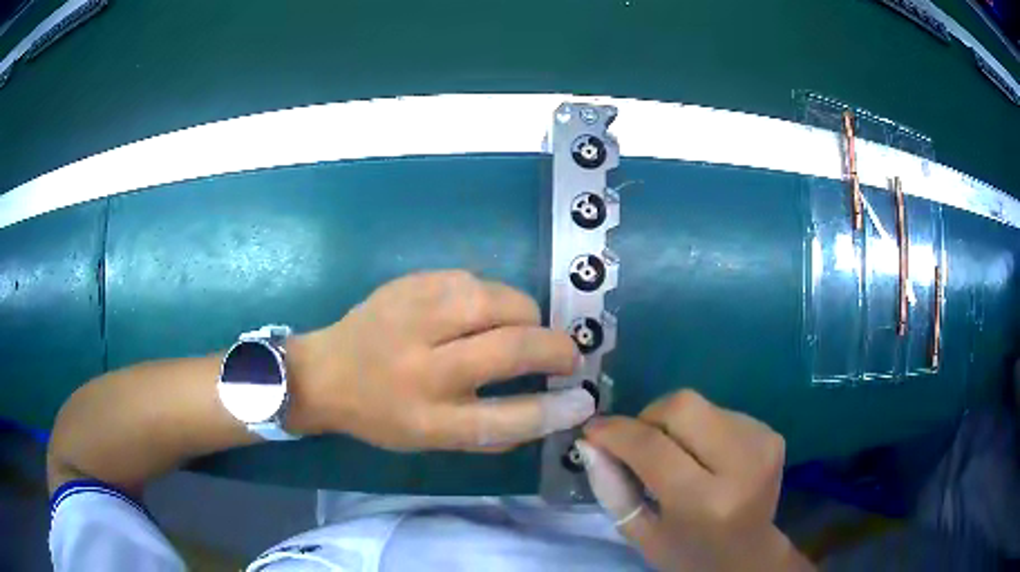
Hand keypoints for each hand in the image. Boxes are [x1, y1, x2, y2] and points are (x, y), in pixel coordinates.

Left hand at [286, 270, 594, 450]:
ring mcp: (413, 317)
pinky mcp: (408, 284)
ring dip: (525, 315)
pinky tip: (480, 312)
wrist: (325, 371)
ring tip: (520, 329)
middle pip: (512, 347)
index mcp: (428, 419)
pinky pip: (472, 280)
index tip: (584, 399)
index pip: (508, 419)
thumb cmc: (380, 415)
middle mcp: (422, 368)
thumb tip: (548, 413)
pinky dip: (491, 297)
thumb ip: (489, 433)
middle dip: (556, 348)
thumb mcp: (430, 441)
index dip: (556, 410)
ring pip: (498, 300)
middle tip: (565, 355)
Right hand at [578, 390, 813, 571]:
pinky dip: (700, 428)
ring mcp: (762, 444)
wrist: (749, 556)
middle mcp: (741, 465)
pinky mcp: (772, 434)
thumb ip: (612, 489)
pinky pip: (720, 412)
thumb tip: (591, 442)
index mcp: (705, 502)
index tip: (593, 430)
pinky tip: (703, 457)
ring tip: (675, 456)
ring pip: (701, 405)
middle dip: (648, 418)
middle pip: (682, 407)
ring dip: (675, 424)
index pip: (653, 448)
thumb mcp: (641, 534)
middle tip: (636, 443)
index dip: (617, 432)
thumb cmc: (688, 552)